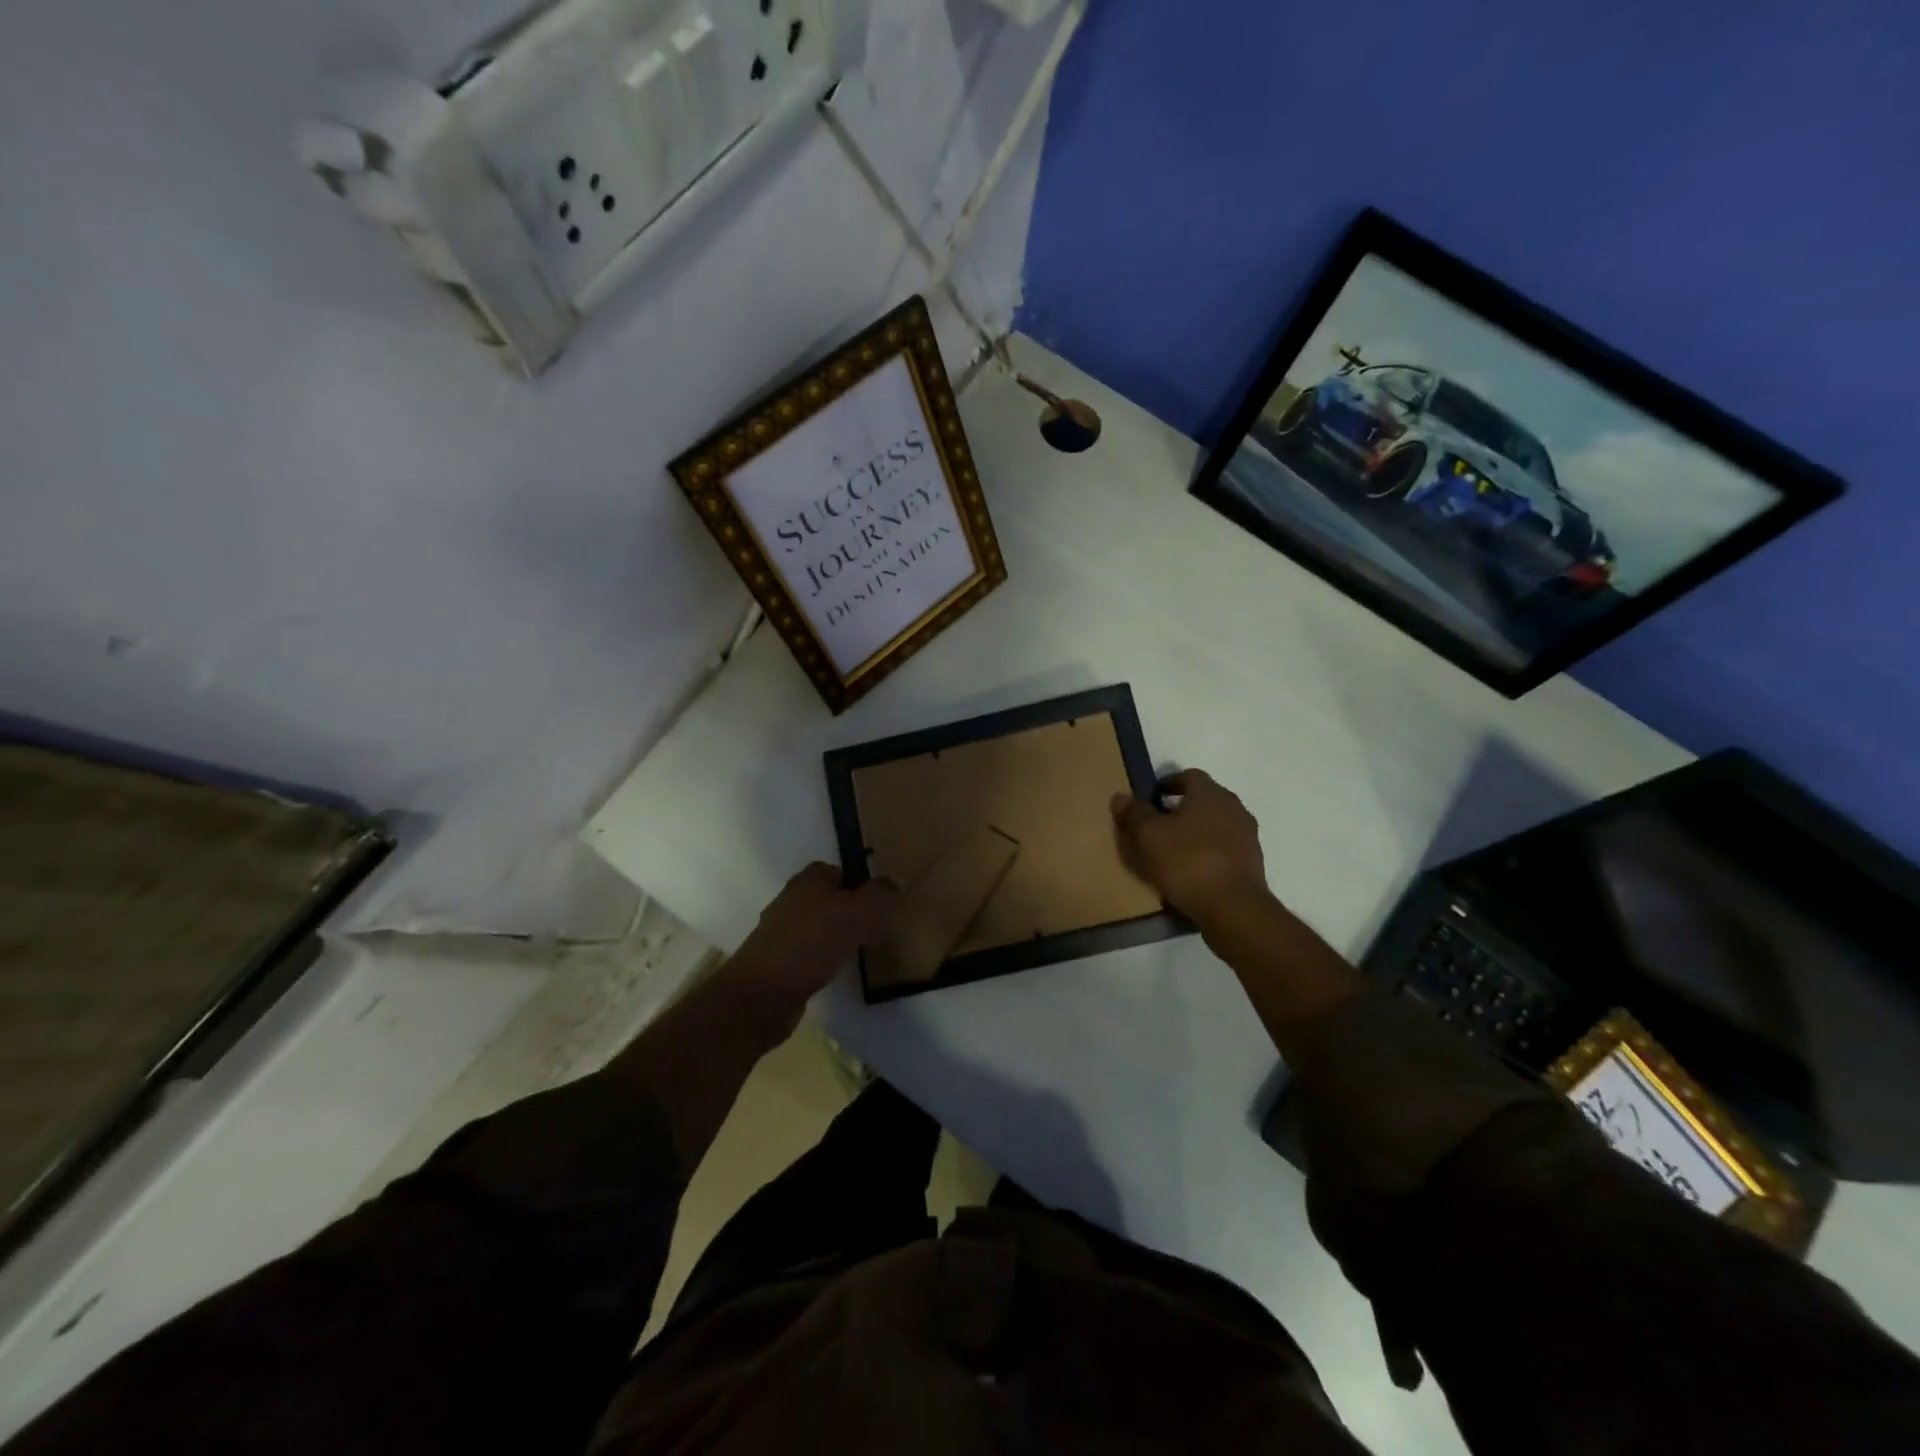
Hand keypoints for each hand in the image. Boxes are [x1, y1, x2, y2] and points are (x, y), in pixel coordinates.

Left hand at [728, 863, 897, 1011]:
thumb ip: (878, 896)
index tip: (882, 904)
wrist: (761, 995)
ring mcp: (782, 932)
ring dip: (840, 936)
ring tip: (862, 951)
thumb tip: (891, 886)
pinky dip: (826, 958)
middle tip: (878, 928)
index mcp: (808, 881)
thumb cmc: (809, 945)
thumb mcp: (855, 913)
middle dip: (854, 911)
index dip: (862, 884)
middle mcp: (792, 900)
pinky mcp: (779, 961)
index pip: (840, 870)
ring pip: (821, 926)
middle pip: (831, 898)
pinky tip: (837, 972)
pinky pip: (811, 952)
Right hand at [1110, 769, 1269, 925]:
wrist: (1233, 907)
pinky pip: (1225, 848)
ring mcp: (1247, 836)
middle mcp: (1234, 808)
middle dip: (1182, 808)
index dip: (1169, 783)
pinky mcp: (1253, 862)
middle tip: (1158, 823)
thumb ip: (1134, 814)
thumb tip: (1120, 797)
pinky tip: (1192, 869)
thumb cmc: (1188, 862)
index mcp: (1210, 794)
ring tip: (1173, 849)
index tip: (1152, 797)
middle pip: (1205, 799)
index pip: (1189, 776)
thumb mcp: (1149, 836)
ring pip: (1216, 824)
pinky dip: (1208, 851)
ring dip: (1196, 831)